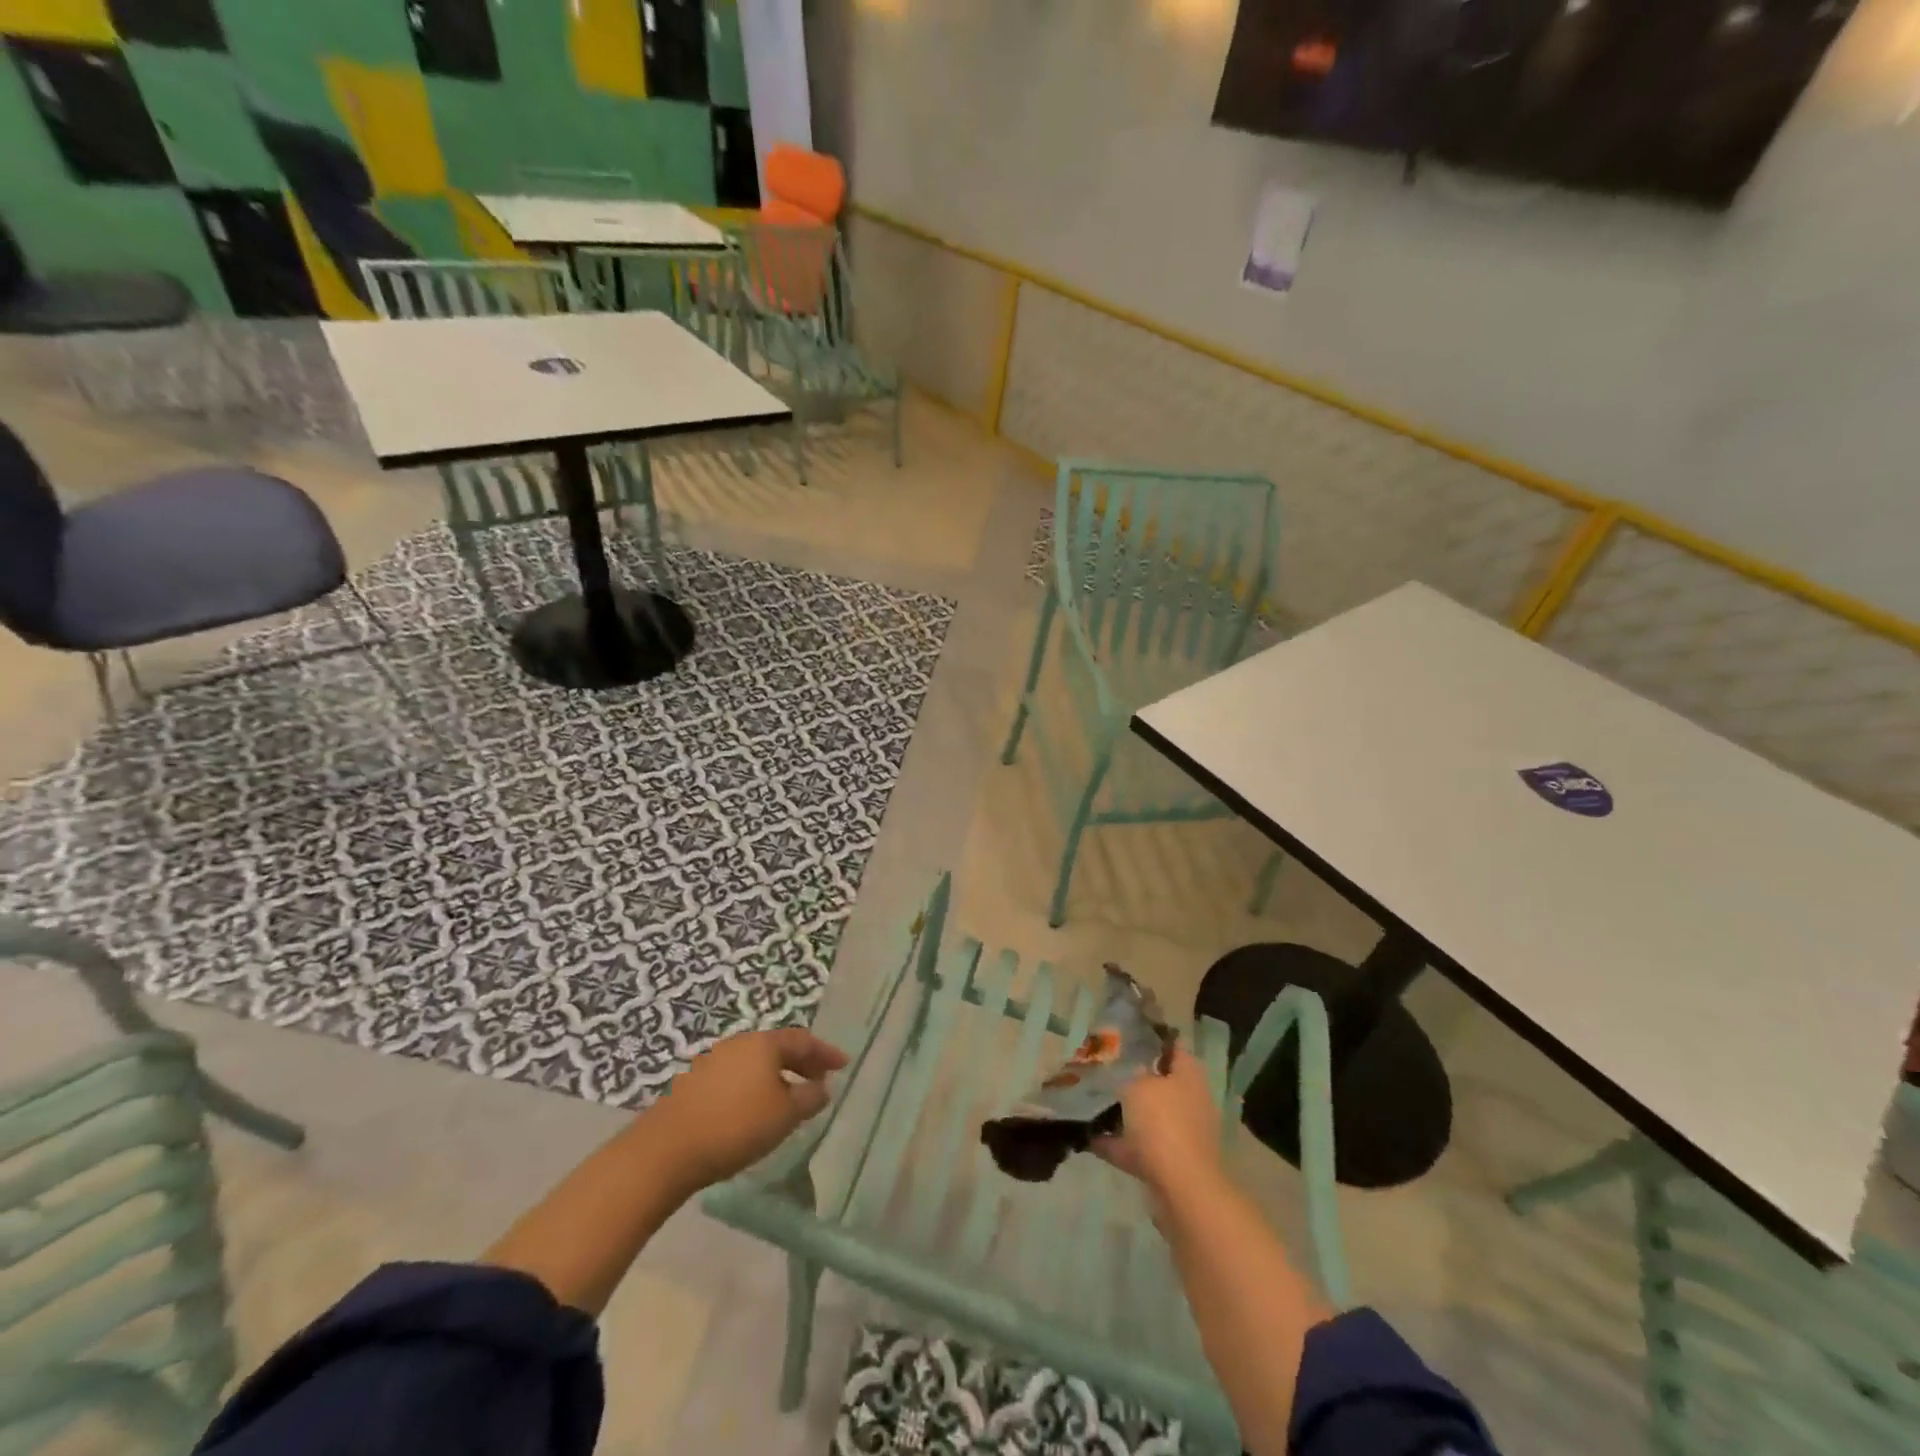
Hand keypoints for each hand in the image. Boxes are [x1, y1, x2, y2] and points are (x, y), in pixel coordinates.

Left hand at [649, 1028, 848, 1190]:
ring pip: (756, 1062)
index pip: (803, 1040)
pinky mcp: (695, 1082)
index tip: (843, 1064)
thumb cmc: (736, 1125)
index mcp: (764, 1043)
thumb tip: (822, 1087)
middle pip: (778, 1048)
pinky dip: (756, 1086)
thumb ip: (809, 1098)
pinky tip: (756, 1109)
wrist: (666, 1149)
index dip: (826, 1052)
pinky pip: (737, 1076)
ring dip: (778, 1076)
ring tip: (790, 1098)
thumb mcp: (784, 1115)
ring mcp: (714, 1060)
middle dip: (802, 1063)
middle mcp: (739, 1043)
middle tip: (820, 1081)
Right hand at [1093, 1046, 1224, 1194]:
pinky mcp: (1171, 1163)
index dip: (1149, 1038)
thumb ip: (1131, 1072)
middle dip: (1133, 1077)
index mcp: (1189, 1075)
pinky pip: (1139, 1147)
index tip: (1122, 1035)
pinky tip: (1090, 1139)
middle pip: (1159, 1082)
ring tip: (1091, 1103)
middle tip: (1102, 1069)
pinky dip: (1119, 1144)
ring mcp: (1182, 1133)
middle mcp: (1190, 1100)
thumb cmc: (1163, 1123)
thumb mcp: (1138, 1084)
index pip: (1171, 1046)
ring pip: (1149, 1116)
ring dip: (1126, 1113)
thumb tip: (1130, 1070)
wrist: (1182, 1189)